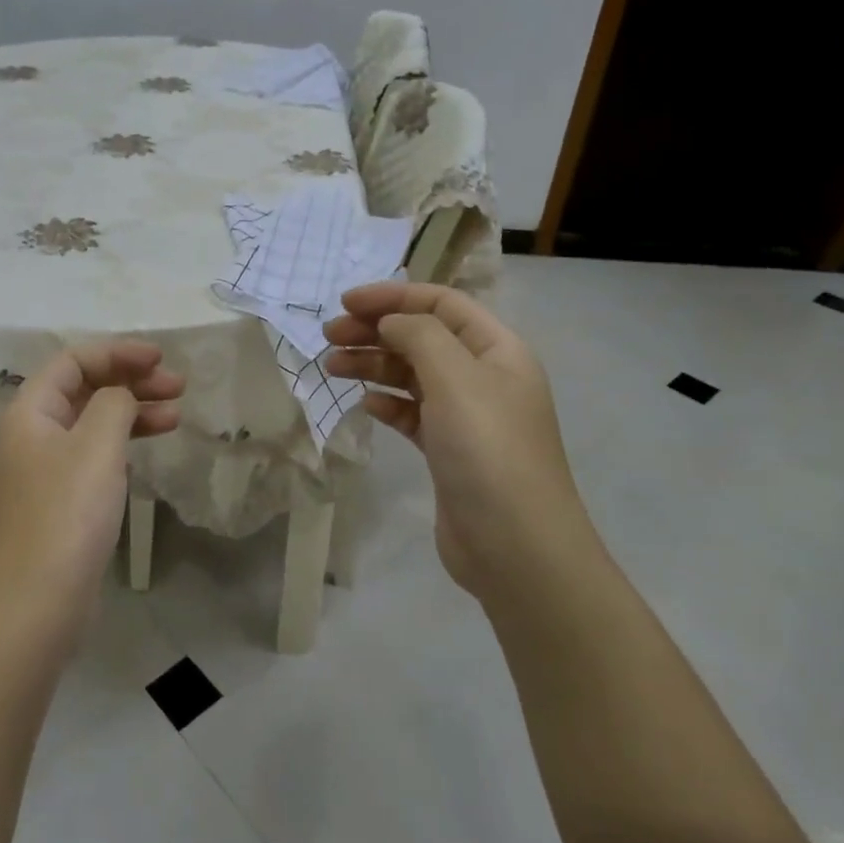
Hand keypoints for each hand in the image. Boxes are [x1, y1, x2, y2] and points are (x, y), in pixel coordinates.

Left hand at [0, 341, 183, 641]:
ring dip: (132, 413)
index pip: (73, 361)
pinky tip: (147, 450)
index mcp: (29, 412)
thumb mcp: (96, 447)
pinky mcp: (58, 502)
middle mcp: (31, 434)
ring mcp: (43, 471)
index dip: (117, 353)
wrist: (33, 607)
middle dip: (130, 381)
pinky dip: (121, 446)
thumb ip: (114, 404)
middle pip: (83, 390)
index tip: (160, 359)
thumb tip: (121, 395)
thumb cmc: (65, 516)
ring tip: (176, 415)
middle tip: (178, 387)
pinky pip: (92, 456)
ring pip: (91, 424)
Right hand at [324, 282, 590, 599]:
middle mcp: (484, 376)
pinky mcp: (449, 450)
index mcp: (497, 349)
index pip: (441, 304)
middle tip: (328, 336)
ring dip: (373, 364)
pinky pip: (412, 413)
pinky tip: (366, 405)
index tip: (346, 303)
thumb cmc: (487, 449)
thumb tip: (390, 321)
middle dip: (375, 330)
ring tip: (332, 367)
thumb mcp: (455, 377)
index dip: (393, 297)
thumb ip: (419, 335)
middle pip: (423, 337)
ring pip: (413, 374)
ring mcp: (467, 415)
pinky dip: (388, 403)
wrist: (515, 546)